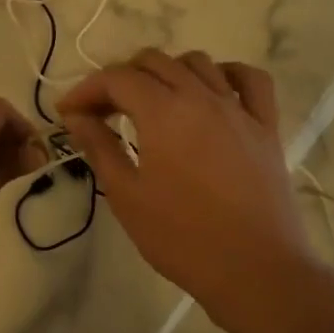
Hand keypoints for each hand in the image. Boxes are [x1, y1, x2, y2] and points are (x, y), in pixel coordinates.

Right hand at [57, 49, 333, 332]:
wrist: (254, 270)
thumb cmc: (180, 237)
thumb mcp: (126, 194)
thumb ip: (99, 147)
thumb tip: (76, 117)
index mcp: (163, 112)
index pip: (116, 78)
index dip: (86, 89)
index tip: (67, 112)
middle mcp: (201, 97)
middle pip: (154, 62)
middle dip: (120, 78)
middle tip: (101, 112)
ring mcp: (238, 110)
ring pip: (198, 63)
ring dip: (166, 72)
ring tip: (150, 102)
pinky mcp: (266, 128)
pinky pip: (251, 81)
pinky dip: (226, 74)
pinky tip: (211, 91)